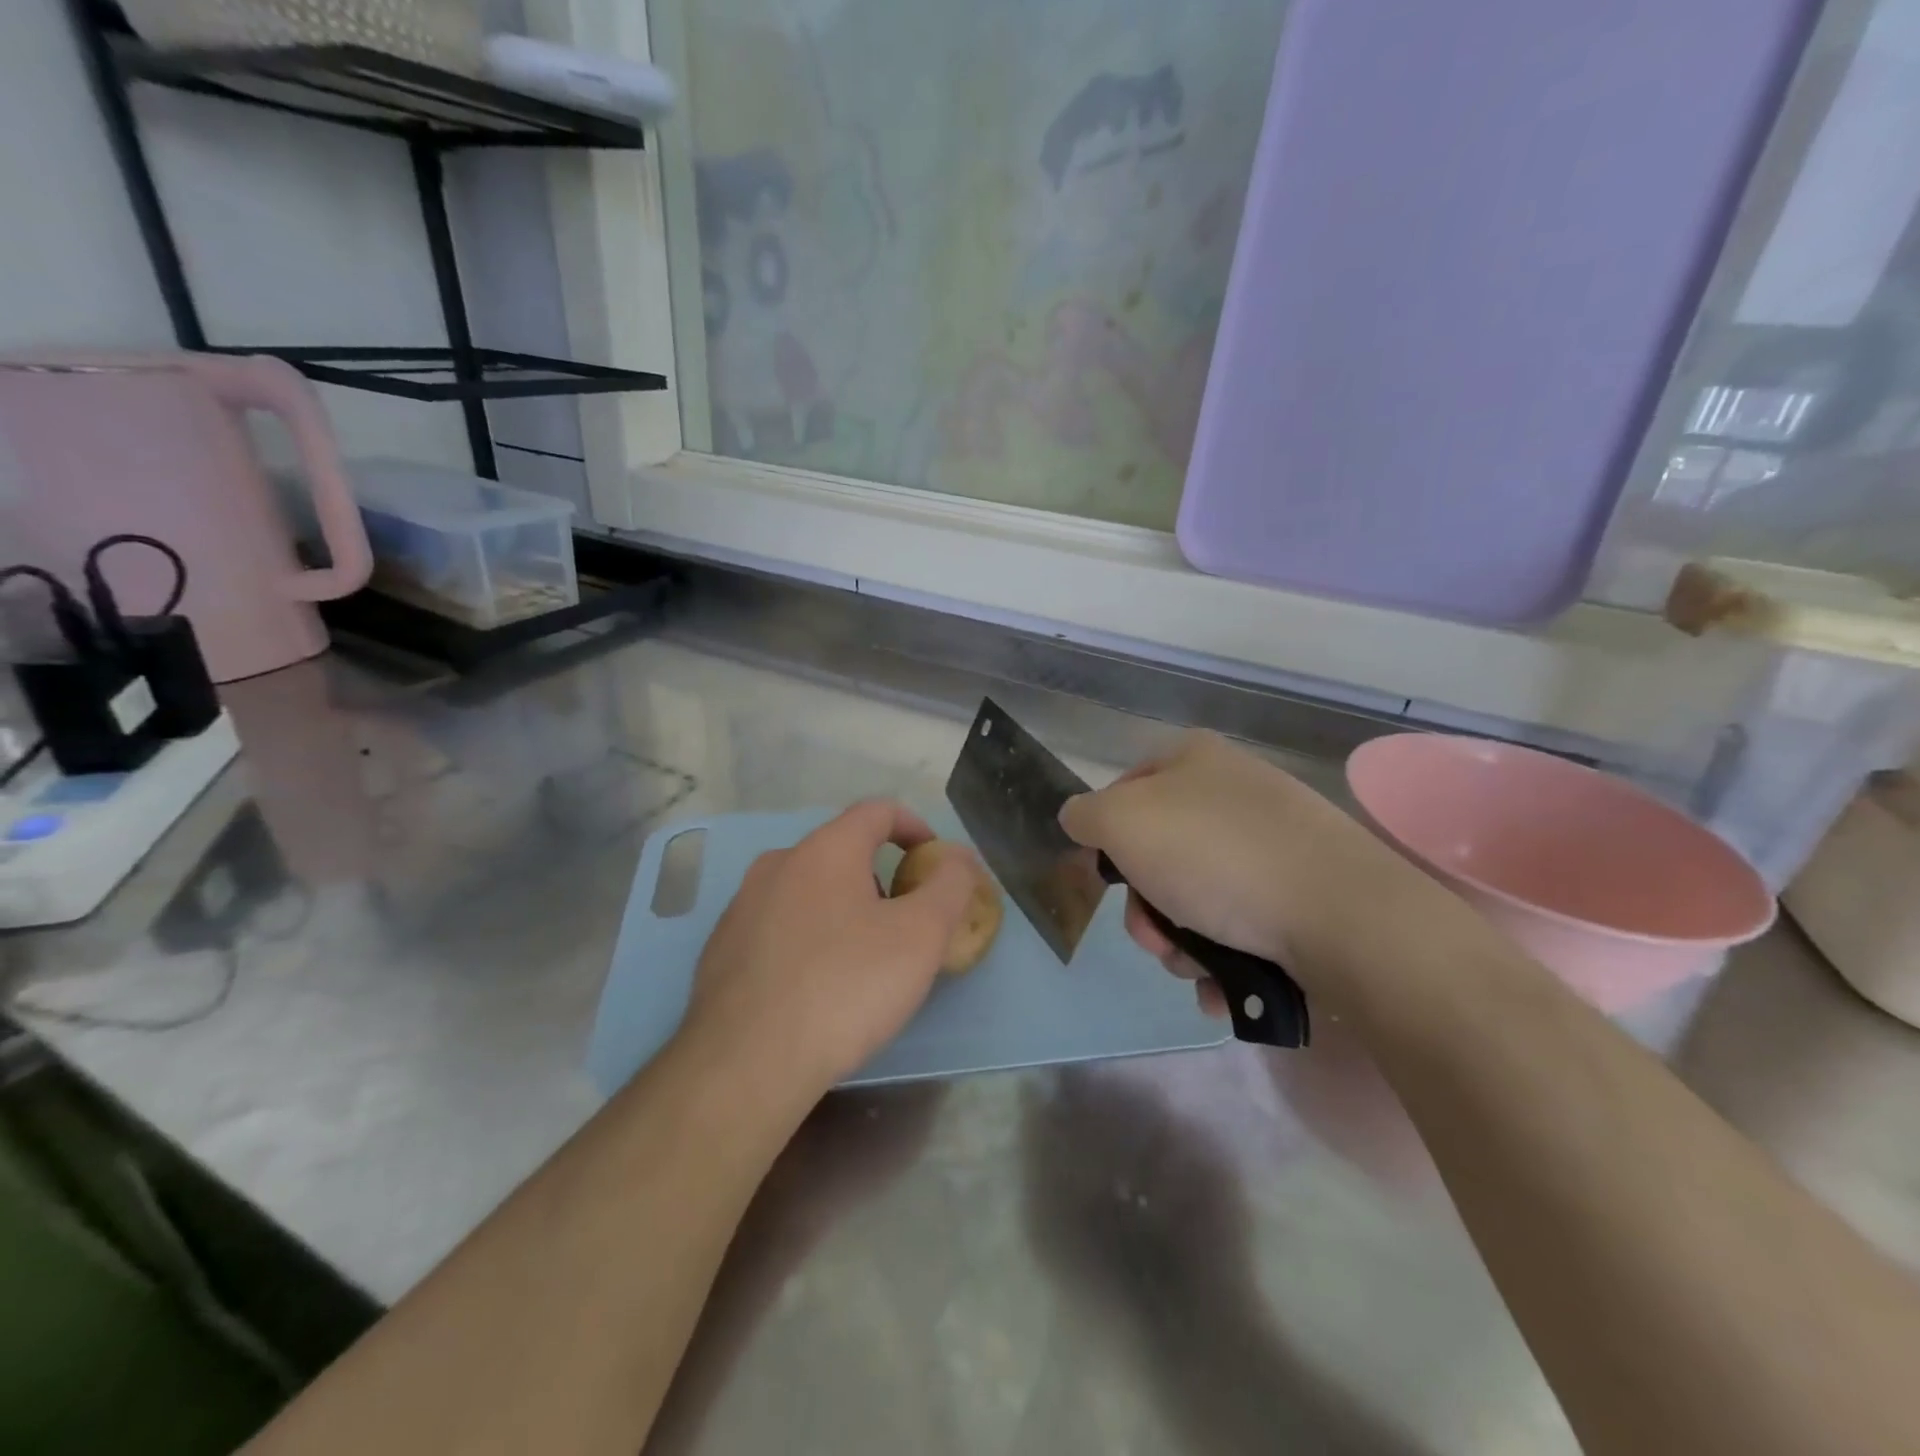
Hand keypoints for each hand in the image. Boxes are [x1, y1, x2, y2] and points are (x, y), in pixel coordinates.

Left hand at [679, 801, 980, 1102]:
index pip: (877, 811)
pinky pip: (777, 925)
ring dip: (843, 907)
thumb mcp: (920, 936)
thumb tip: (961, 858)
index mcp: (825, 849)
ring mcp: (742, 905)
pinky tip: (816, 985)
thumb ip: (950, 886)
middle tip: (904, 921)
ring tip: (863, 958)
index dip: (914, 827)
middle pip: (842, 851)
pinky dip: (808, 937)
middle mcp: (778, 864)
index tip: (934, 861)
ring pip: (807, 889)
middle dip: (881, 876)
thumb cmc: (845, 988)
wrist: (745, 1064)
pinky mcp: (721, 948)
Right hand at [1058, 732, 1443, 1006]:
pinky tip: (1224, 982)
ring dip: (1179, 941)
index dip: (1107, 837)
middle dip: (1146, 908)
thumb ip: (1084, 815)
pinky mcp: (1302, 891)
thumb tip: (1079, 820)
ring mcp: (1272, 842)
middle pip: (1158, 853)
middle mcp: (1232, 791)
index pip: (1124, 790)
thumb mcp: (1122, 823)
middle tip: (1154, 937)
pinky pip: (1240, 921)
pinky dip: (1222, 956)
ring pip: (1195, 896)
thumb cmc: (1215, 856)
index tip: (1111, 878)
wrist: (1338, 913)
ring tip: (1196, 965)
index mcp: (1192, 760)